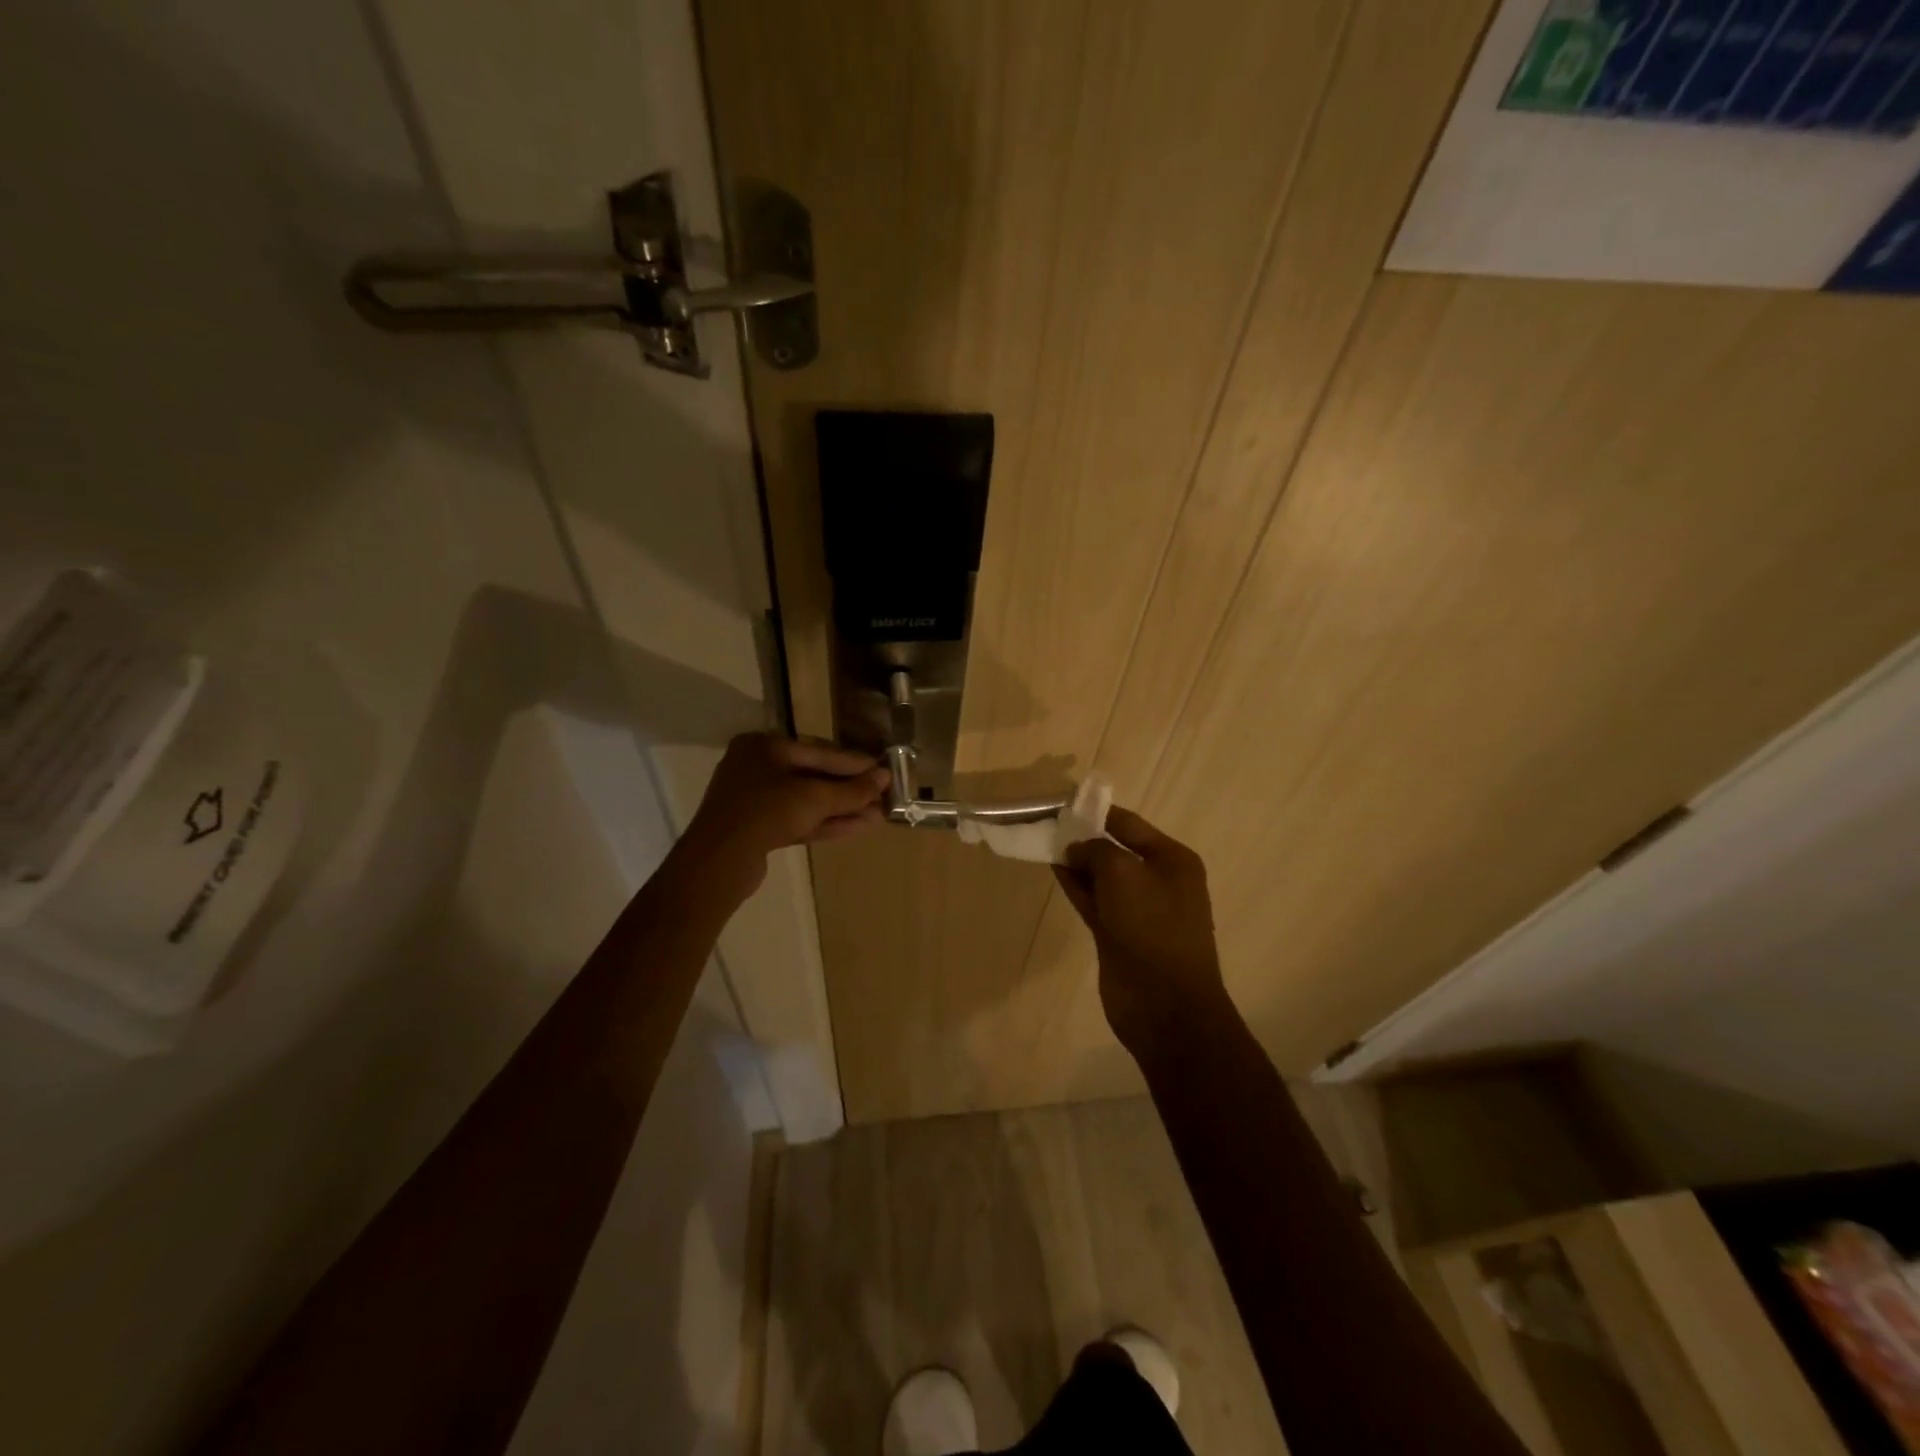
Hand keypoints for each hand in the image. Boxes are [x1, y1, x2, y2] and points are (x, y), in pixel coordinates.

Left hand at [680, 733, 889, 895]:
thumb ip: (851, 789)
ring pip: (808, 801)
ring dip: (842, 808)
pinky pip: (799, 819)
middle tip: (884, 795)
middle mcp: (757, 767)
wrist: (718, 862)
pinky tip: (857, 826)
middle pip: (814, 775)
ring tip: (878, 815)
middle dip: (850, 790)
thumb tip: (884, 778)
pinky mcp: (759, 828)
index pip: (819, 750)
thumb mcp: (814, 798)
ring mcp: (756, 799)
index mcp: (764, 746)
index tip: (884, 770)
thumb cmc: (766, 813)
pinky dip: (826, 822)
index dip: (854, 763)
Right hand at [1053, 807, 1231, 1058]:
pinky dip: (1076, 885)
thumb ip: (1096, 850)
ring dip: (1076, 861)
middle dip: (1083, 837)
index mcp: (1172, 860)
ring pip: (1102, 876)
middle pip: (1115, 849)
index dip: (1095, 812)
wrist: (1165, 1004)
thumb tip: (1077, 847)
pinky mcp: (1119, 934)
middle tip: (1046, 823)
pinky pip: (1094, 900)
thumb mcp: (1124, 873)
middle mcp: (1158, 880)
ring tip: (1043, 841)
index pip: (1129, 824)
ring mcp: (1138, 910)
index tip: (1062, 803)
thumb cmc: (1152, 927)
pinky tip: (1053, 868)